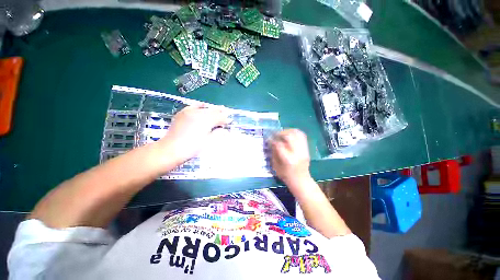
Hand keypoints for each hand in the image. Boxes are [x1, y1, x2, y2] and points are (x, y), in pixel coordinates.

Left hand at [159, 105, 229, 162]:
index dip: (225, 119)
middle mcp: (198, 113)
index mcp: (206, 121)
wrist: (171, 149)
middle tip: (226, 113)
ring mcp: (189, 112)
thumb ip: (218, 134)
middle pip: (213, 111)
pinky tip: (203, 105)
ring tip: (218, 109)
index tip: (229, 121)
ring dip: (212, 109)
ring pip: (204, 108)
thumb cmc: (192, 147)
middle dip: (220, 112)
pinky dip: (199, 106)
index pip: (219, 117)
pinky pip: (193, 106)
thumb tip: (225, 131)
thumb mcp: (208, 142)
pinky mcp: (182, 113)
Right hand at [270, 129, 311, 187]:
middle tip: (275, 135)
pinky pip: (302, 136)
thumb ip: (274, 152)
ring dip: (288, 131)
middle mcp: (297, 153)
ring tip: (282, 134)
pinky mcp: (307, 149)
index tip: (269, 138)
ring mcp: (304, 150)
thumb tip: (271, 141)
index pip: (279, 144)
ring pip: (297, 133)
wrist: (301, 181)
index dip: (272, 139)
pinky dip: (295, 132)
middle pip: (289, 136)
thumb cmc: (286, 175)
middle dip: (280, 133)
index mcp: (288, 159)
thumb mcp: (275, 166)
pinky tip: (289, 135)